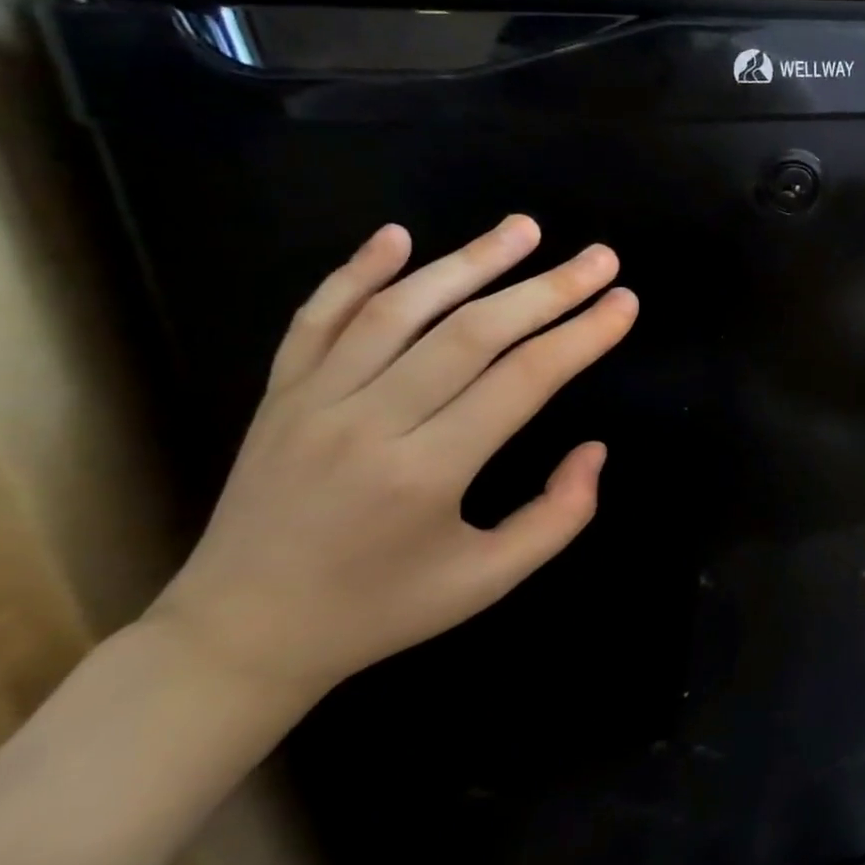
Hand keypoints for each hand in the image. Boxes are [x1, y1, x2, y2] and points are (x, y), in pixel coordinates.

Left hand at [143, 216, 638, 708]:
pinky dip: (356, 271)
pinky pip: (317, 318)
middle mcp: (369, 423)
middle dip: (547, 289)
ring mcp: (314, 402)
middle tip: (600, 257)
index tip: (625, 302)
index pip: (522, 380)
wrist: (239, 637)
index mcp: (426, 474)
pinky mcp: (279, 395)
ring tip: (525, 228)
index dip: (582, 336)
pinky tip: (398, 235)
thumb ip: (558, 516)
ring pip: (400, 310)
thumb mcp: (489, 582)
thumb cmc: (381, 610)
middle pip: (472, 333)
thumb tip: (594, 449)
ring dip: (469, 261)